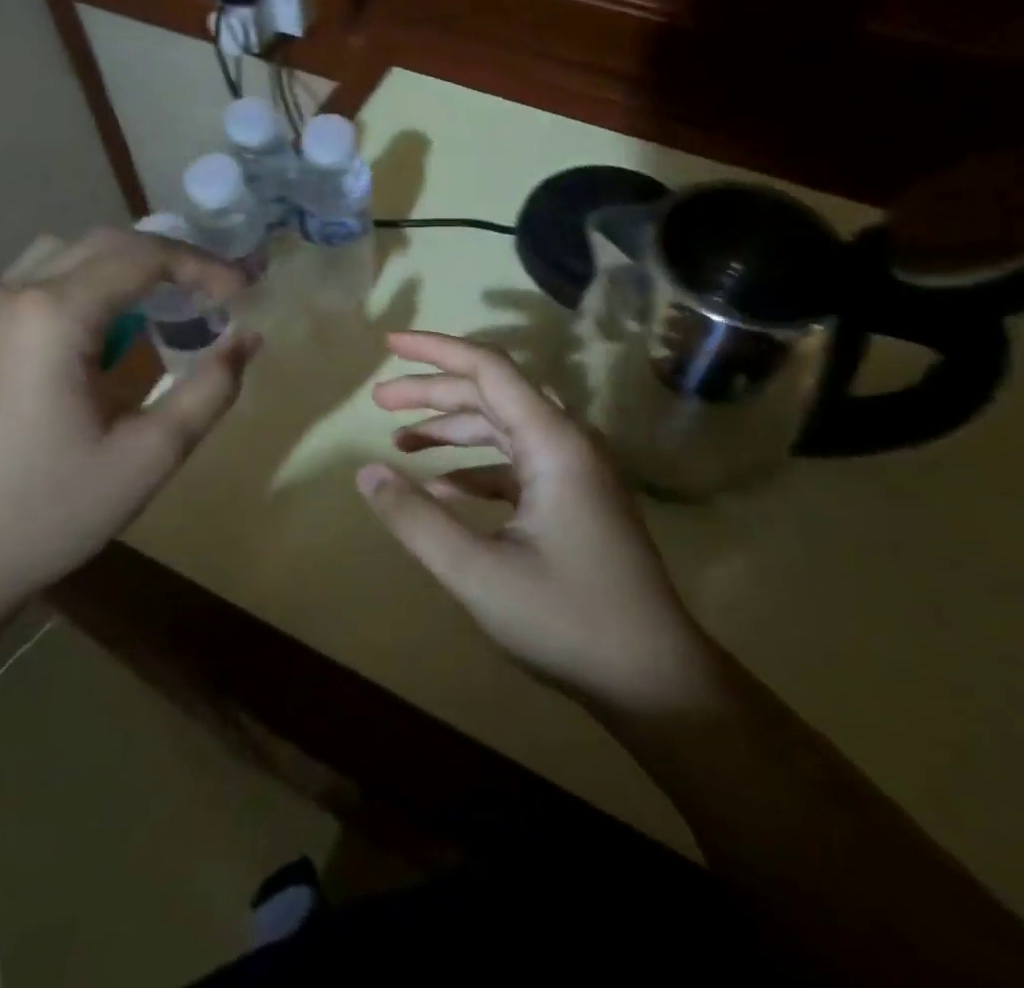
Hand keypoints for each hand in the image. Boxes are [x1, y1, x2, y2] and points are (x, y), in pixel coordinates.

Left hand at [0, 227, 258, 599]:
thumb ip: (209, 390)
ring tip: (171, 300)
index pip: (145, 257)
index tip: (245, 294)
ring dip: (128, 264)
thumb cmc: (47, 511)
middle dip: (172, 259)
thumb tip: (249, 339)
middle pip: (108, 242)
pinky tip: (113, 326)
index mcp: (55, 315)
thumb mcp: (148, 456)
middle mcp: (17, 294)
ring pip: (71, 252)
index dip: (204, 267)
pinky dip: (92, 281)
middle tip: (218, 293)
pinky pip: (44, 278)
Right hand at [359, 331, 708, 712]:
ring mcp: (574, 471)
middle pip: (492, 394)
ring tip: (400, 440)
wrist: (656, 680)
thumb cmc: (568, 621)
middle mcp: (568, 442)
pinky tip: (441, 491)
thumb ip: (417, 520)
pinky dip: (476, 469)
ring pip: (503, 428)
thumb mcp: (478, 574)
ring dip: (452, 429)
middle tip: (379, 400)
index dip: (436, 349)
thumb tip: (367, 473)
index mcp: (553, 442)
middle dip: (433, 392)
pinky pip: (516, 465)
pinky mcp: (574, 500)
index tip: (389, 343)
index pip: (488, 368)